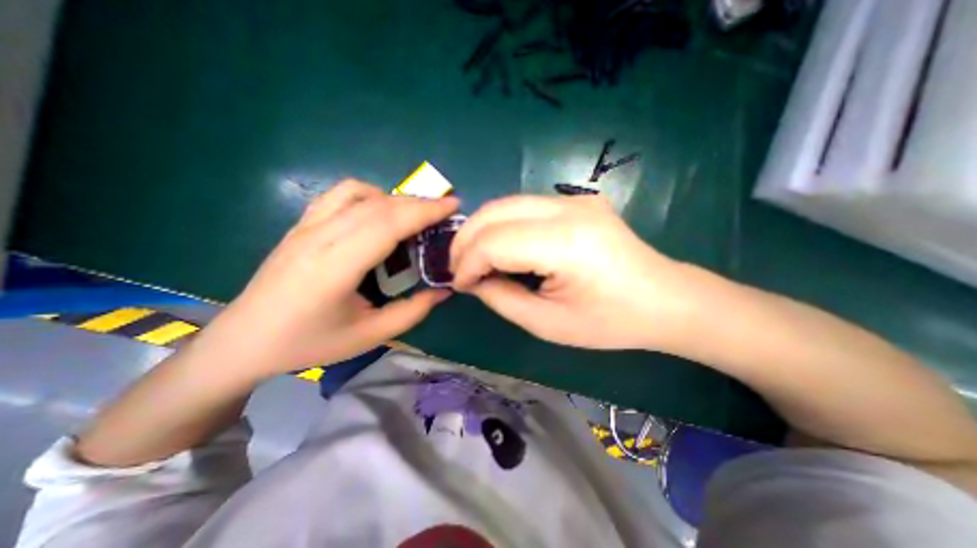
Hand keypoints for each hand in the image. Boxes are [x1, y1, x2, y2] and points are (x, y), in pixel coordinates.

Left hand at [212, 179, 455, 376]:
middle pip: (379, 205)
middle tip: (445, 210)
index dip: (424, 211)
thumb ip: (412, 312)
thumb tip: (443, 292)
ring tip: (415, 214)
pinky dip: (368, 195)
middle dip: (419, 203)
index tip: (453, 206)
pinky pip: (339, 195)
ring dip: (395, 198)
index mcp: (335, 267)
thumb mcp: (369, 335)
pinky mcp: (301, 225)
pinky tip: (379, 212)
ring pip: (359, 193)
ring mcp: (306, 227)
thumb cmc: (309, 343)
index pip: (388, 224)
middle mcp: (319, 237)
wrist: (244, 340)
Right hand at [449, 196, 694, 350]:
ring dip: (481, 230)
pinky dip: (502, 225)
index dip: (468, 263)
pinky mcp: (578, 201)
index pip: (494, 242)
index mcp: (565, 243)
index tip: (460, 285)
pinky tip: (502, 247)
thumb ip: (502, 299)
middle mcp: (568, 209)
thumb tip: (474, 281)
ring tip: (474, 259)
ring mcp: (575, 199)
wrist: (664, 299)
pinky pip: (525, 206)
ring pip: (506, 203)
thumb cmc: (610, 321)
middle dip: (466, 240)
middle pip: (494, 211)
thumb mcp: (548, 324)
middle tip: (459, 268)